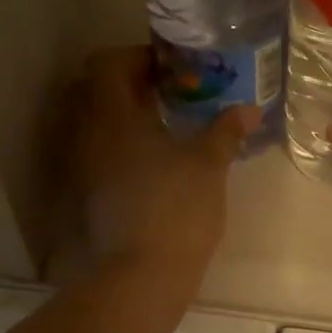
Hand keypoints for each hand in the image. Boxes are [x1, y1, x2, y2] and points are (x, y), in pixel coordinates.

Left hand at [68, 47, 257, 279]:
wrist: (141, 275)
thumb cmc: (175, 208)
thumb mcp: (208, 164)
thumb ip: (225, 131)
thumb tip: (250, 110)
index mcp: (111, 116)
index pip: (106, 64)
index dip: (136, 57)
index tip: (170, 69)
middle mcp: (87, 135)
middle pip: (92, 90)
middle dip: (127, 85)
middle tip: (166, 93)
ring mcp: (82, 167)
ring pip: (93, 124)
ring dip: (122, 116)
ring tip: (162, 127)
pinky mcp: (87, 194)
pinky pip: (97, 153)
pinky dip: (119, 145)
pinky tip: (152, 162)